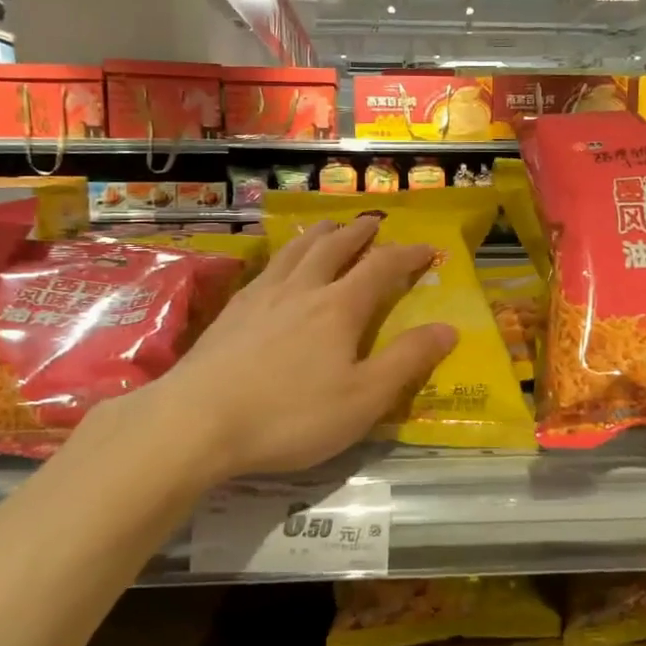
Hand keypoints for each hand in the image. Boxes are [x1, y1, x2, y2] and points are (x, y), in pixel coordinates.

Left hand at [124, 216, 456, 486]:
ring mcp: (260, 296)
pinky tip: (278, 269)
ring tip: (331, 228)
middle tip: (375, 224)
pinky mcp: (230, 312)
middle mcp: (301, 289)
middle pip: (335, 246)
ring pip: (296, 250)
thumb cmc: (290, 415)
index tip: (426, 250)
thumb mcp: (363, 398)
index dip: (407, 255)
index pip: (381, 267)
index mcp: (339, 308)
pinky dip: (284, 256)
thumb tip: (448, 328)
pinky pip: (266, 268)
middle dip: (360, 232)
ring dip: (320, 234)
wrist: (197, 421)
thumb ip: (407, 361)